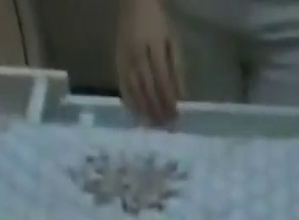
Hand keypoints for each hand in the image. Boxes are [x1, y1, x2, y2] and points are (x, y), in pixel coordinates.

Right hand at [117, 0, 183, 126]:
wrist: (134, 2)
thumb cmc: (157, 22)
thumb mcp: (172, 41)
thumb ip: (177, 70)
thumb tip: (181, 99)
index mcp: (153, 46)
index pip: (163, 81)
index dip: (169, 102)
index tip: (176, 118)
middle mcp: (137, 55)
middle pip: (148, 91)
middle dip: (159, 111)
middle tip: (166, 127)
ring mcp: (125, 60)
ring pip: (135, 93)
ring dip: (146, 112)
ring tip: (155, 125)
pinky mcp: (117, 64)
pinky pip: (123, 89)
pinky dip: (132, 105)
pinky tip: (139, 116)